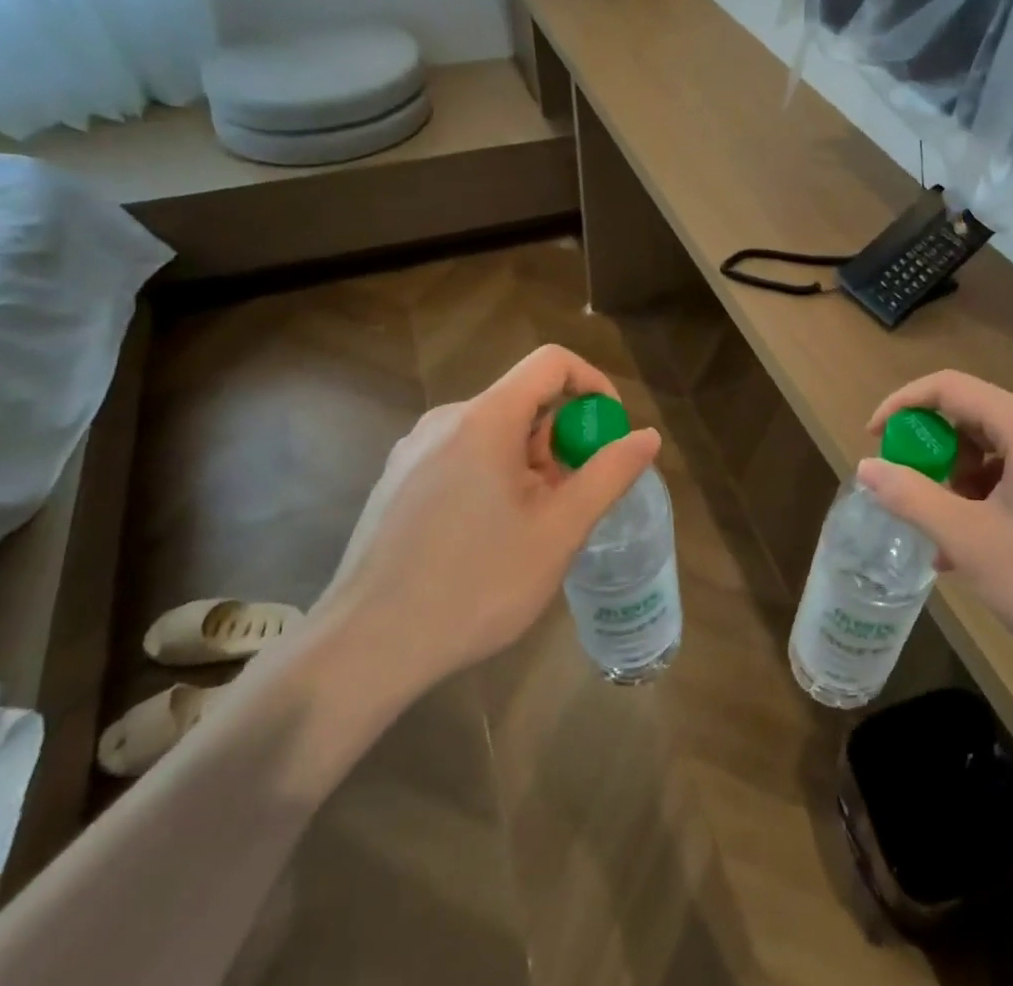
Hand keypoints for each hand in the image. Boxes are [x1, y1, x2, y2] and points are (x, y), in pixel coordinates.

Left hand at [314, 345, 661, 691]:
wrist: (364, 649)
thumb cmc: (475, 585)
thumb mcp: (559, 531)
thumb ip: (609, 474)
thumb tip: (648, 436)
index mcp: (485, 419)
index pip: (551, 362)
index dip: (592, 383)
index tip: (608, 430)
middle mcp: (445, 420)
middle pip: (522, 401)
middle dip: (560, 440)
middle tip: (570, 500)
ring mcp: (413, 451)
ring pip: (493, 433)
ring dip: (528, 464)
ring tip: (530, 529)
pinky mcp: (396, 481)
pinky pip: (461, 456)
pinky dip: (493, 476)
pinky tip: (486, 539)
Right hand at [858, 371, 1012, 700]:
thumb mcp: (973, 544)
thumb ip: (912, 499)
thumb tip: (867, 467)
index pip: (949, 387)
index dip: (903, 405)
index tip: (874, 439)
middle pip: (976, 417)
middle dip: (935, 454)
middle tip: (914, 498)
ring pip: (1002, 450)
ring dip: (964, 483)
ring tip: (947, 538)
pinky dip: (995, 497)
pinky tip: (985, 548)